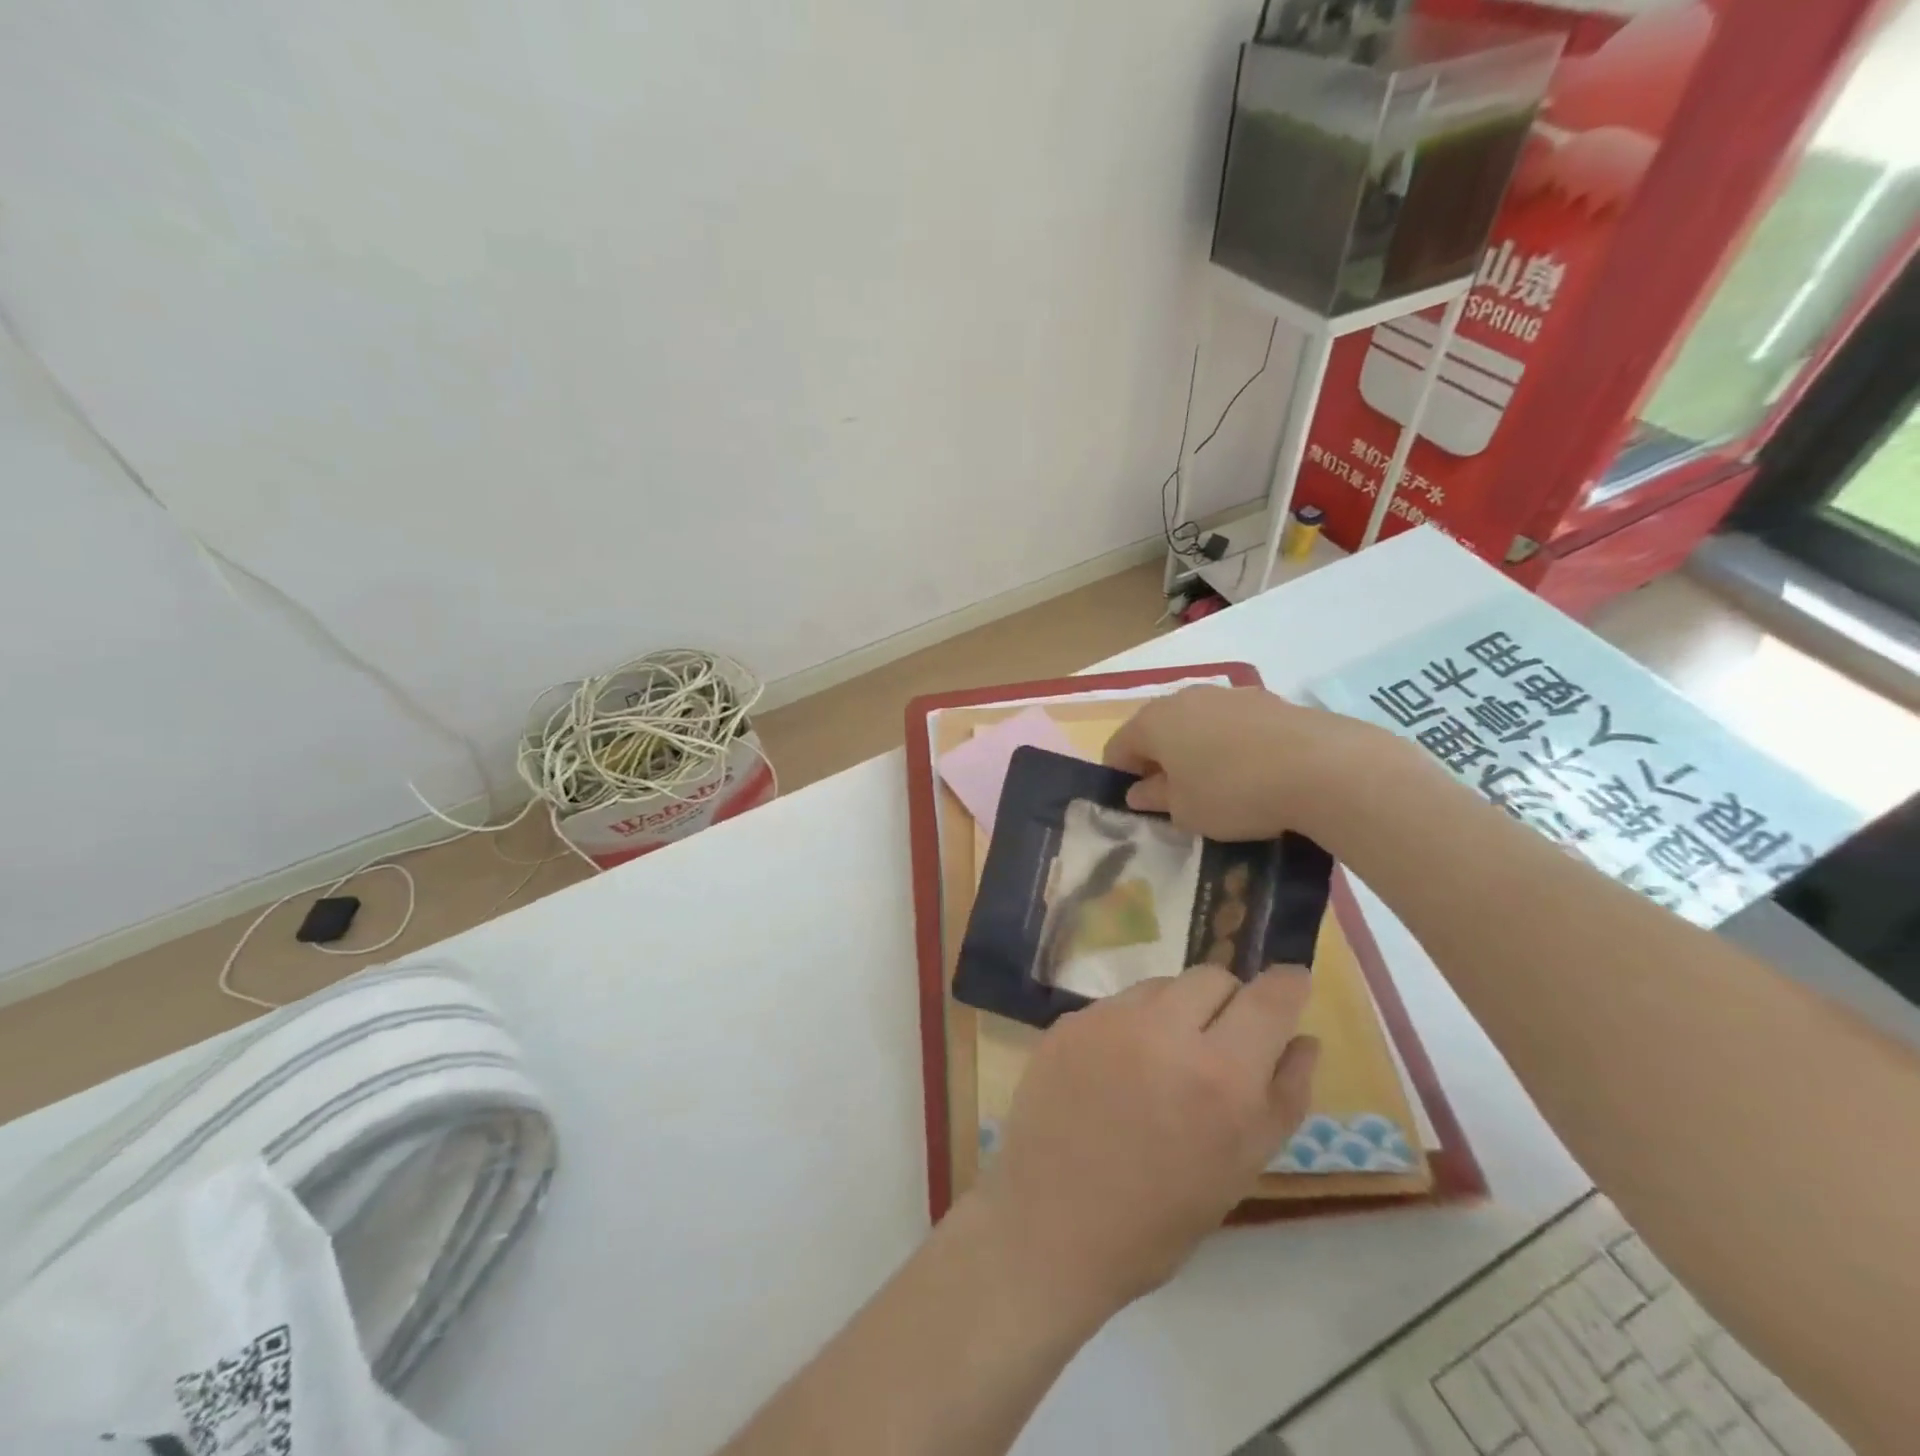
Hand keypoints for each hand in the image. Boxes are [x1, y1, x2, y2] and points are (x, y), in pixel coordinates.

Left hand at [970, 966, 1319, 1315]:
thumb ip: (1283, 1095)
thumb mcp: (1241, 1168)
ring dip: (1177, 1010)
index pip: (1268, 997)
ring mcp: (1108, 1019)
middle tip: (1220, 1045)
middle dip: (1229, 1001)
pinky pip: (1117, 1005)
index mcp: (1220, 1074)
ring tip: (1163, 1063)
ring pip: (1161, 985)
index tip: (1292, 986)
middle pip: (1212, 976)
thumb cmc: (1160, 1217)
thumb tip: (1304, 1038)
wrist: (1051, 1223)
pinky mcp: (1068, 1022)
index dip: (1288, 985)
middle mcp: (1163, 1029)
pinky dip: (1131, 1025)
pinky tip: (1117, 1070)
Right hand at [1103, 685, 1398, 841]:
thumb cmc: (1233, 793)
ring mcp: (1228, 694)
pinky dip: (1231, 745)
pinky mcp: (1267, 700)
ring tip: (1218, 786)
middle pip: (1157, 731)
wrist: (1322, 768)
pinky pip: (1233, 725)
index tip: (1138, 807)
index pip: (1117, 748)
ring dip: (1196, 751)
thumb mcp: (1185, 811)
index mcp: (1152, 722)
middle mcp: (1184, 698)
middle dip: (1159, 761)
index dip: (1121, 778)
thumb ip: (1155, 799)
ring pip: (1197, 724)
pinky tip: (1253, 773)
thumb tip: (1139, 791)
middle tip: (1175, 798)